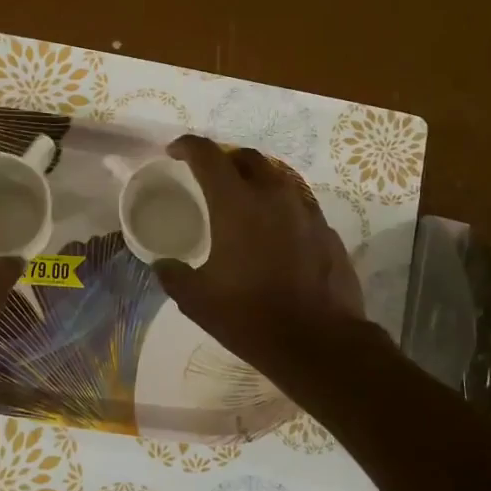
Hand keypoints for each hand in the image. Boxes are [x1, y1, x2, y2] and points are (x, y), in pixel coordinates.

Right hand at [154, 135, 363, 376]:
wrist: (320, 343)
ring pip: (277, 178)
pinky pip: (298, 205)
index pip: (208, 155)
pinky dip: (279, 208)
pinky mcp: (327, 231)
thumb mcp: (197, 300)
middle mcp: (273, 196)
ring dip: (255, 182)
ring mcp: (306, 211)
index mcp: (236, 204)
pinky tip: (273, 234)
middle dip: (224, 159)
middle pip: (247, 157)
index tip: (174, 152)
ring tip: (242, 204)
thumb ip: (173, 275)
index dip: (187, 146)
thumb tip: (163, 265)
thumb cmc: (251, 316)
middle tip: (209, 178)